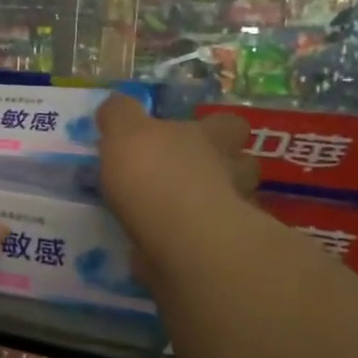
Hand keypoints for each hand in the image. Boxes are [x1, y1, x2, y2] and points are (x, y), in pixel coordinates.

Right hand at [95, 94, 257, 289]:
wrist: (180, 239)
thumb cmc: (154, 174)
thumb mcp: (124, 131)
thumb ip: (119, 114)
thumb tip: (115, 105)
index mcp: (207, 138)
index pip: (229, 124)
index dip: (217, 127)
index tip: (196, 133)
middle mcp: (228, 172)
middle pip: (242, 164)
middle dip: (224, 169)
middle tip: (190, 176)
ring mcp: (230, 214)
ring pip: (232, 204)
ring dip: (212, 206)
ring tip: (179, 213)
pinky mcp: (218, 251)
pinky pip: (208, 243)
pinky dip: (193, 243)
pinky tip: (166, 246)